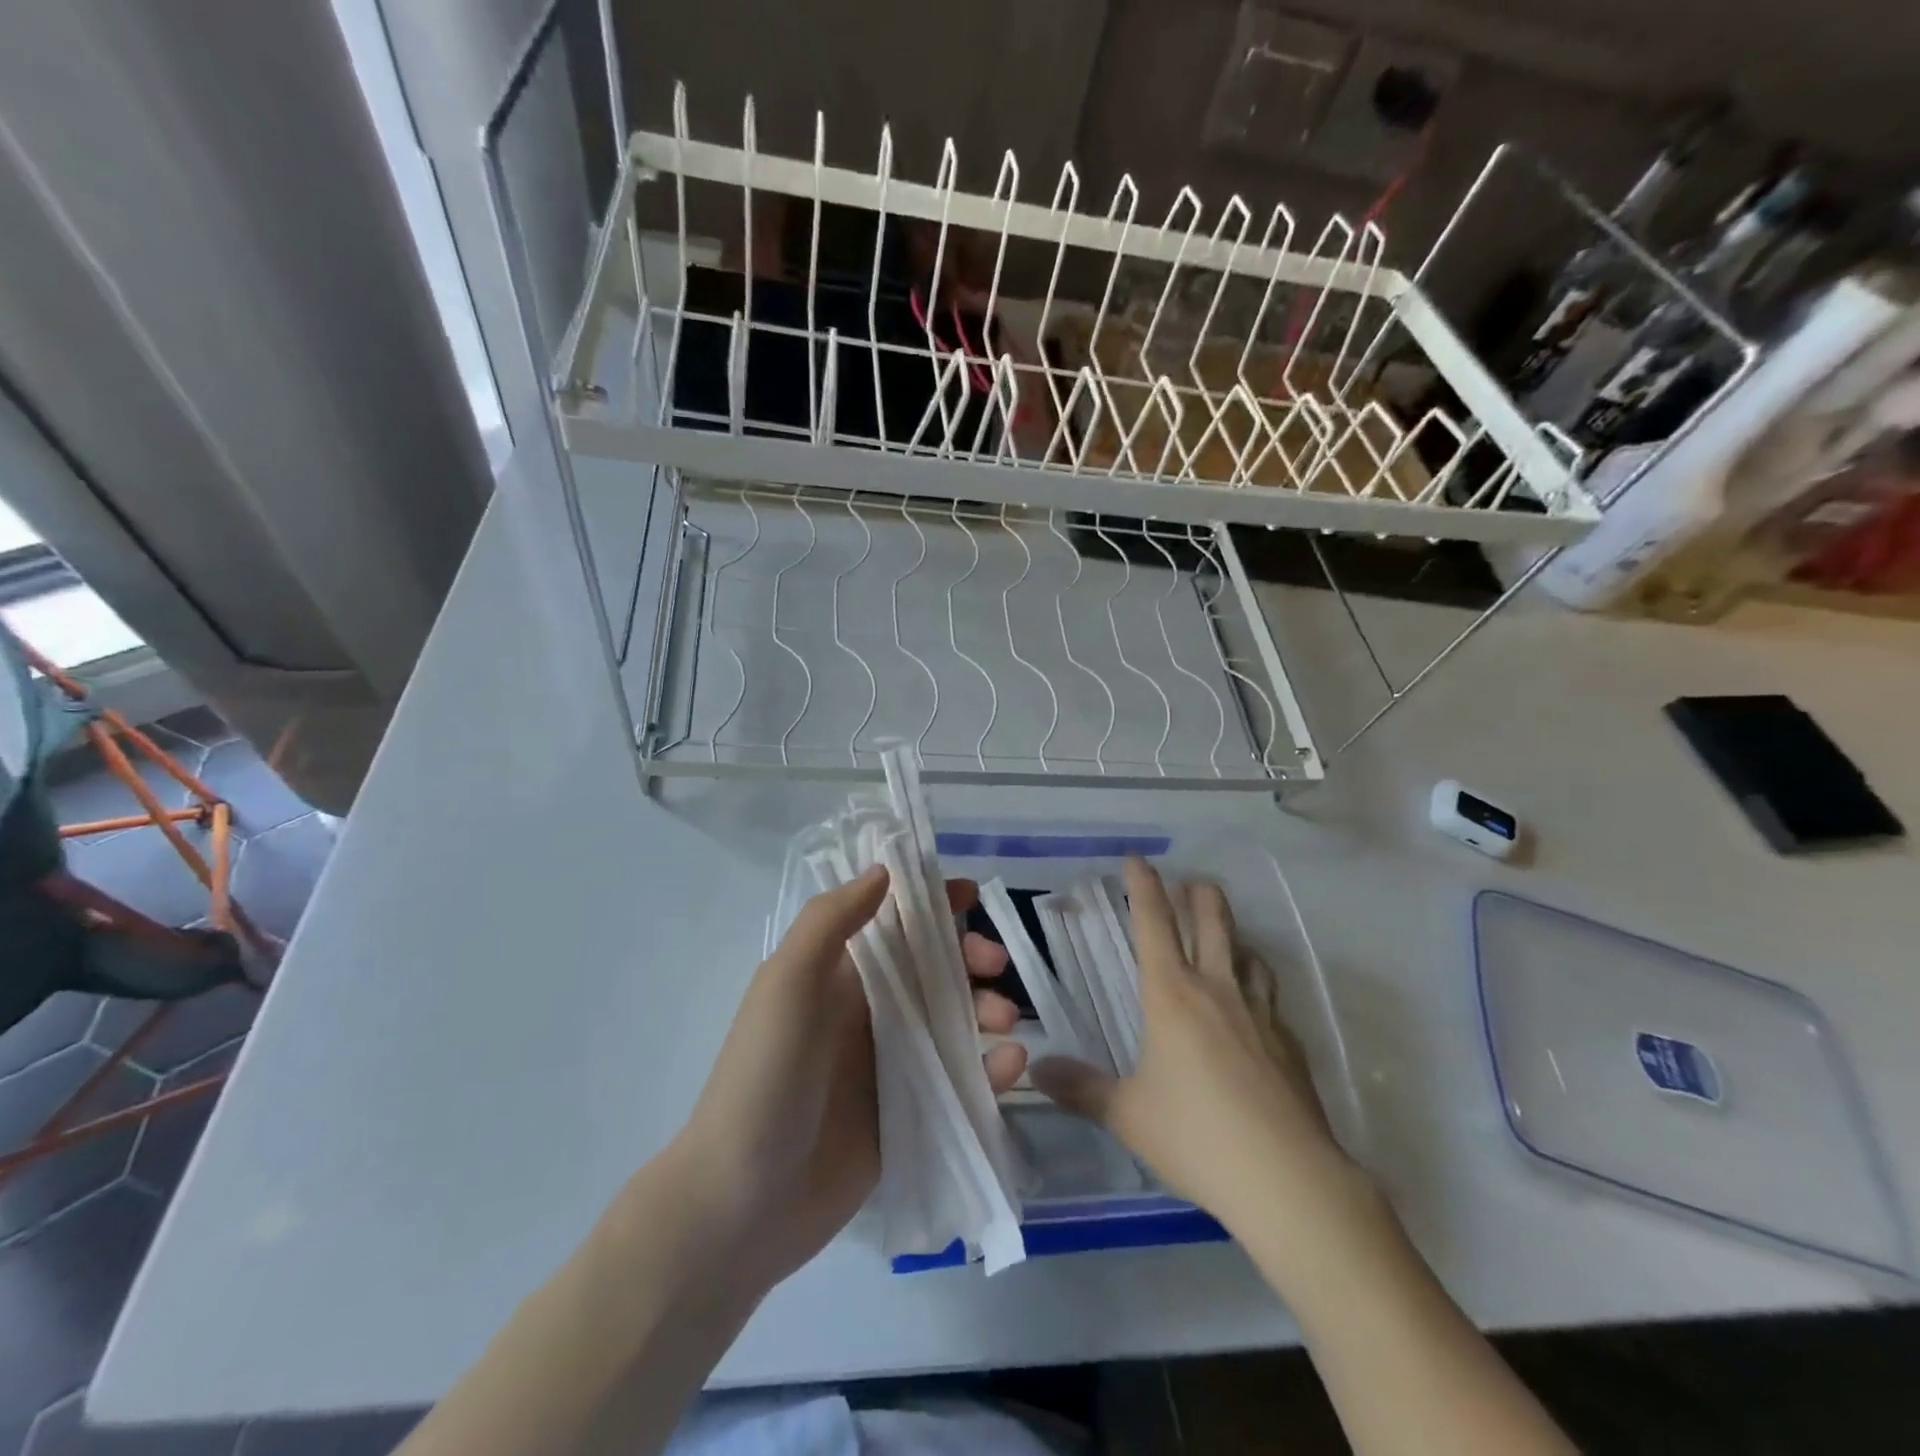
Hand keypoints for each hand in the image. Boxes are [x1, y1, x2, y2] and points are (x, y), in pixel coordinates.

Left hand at [664, 866, 1024, 1292]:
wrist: (744, 1203)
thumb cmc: (765, 1077)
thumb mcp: (787, 984)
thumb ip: (831, 921)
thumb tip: (883, 870)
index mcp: (838, 974)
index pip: (891, 921)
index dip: (930, 902)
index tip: (973, 896)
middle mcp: (868, 1010)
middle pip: (932, 967)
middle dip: (969, 955)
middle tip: (995, 965)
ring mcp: (890, 1063)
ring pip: (954, 1019)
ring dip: (986, 1008)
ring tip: (1005, 1021)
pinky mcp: (910, 1112)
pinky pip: (959, 1077)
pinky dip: (988, 1067)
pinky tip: (1009, 1066)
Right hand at [1032, 857, 1358, 1240]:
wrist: (1288, 1179)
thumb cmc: (1197, 1136)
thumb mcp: (1128, 1115)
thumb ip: (1081, 1089)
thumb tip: (1037, 1069)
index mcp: (1172, 995)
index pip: (1154, 923)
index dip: (1144, 886)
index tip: (1138, 859)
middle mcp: (1218, 990)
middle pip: (1212, 922)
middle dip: (1199, 894)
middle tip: (1189, 881)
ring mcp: (1261, 1013)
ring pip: (1248, 953)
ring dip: (1233, 934)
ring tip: (1224, 935)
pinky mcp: (1291, 1043)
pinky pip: (1271, 996)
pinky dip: (1257, 983)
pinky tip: (1255, 1008)